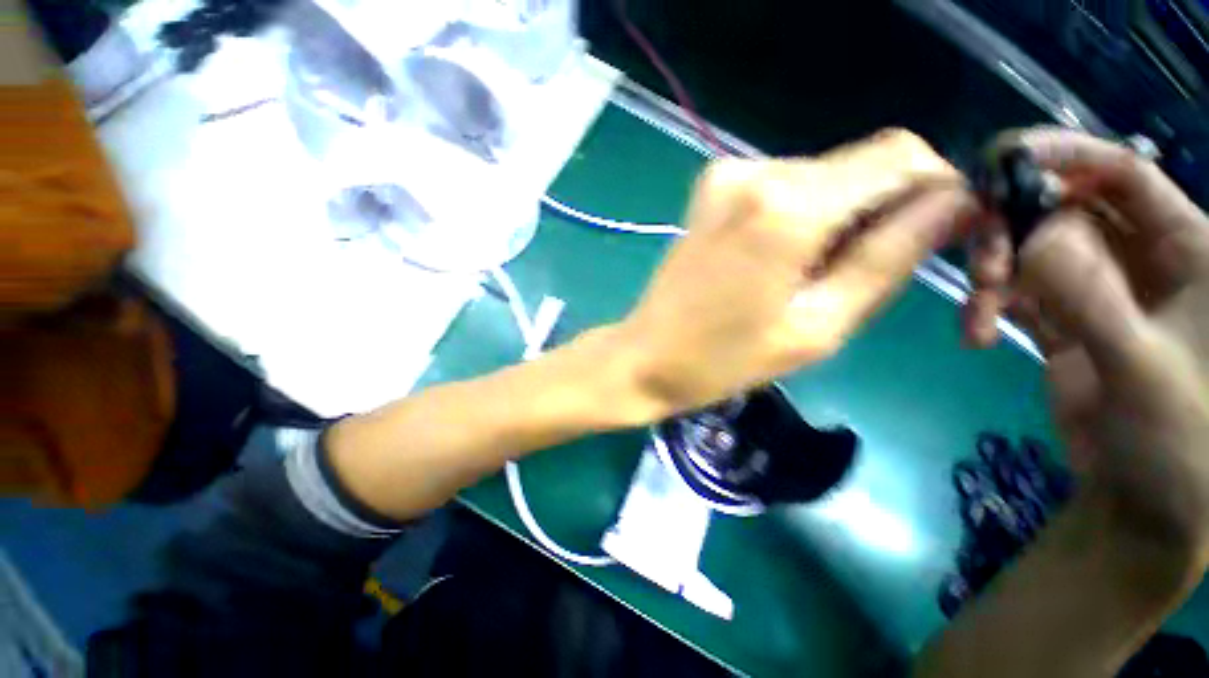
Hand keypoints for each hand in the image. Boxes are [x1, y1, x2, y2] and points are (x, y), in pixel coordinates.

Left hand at [615, 129, 973, 414]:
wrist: (646, 355)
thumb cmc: (723, 359)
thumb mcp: (819, 325)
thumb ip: (890, 258)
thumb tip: (952, 205)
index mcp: (787, 205)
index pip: (900, 156)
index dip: (934, 188)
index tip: (940, 234)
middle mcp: (756, 171)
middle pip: (861, 163)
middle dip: (885, 208)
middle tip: (864, 272)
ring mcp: (727, 175)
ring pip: (824, 175)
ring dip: (841, 216)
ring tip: (812, 276)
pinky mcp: (711, 188)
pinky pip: (785, 187)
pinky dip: (803, 215)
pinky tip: (782, 260)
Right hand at [977, 129, 1208, 565]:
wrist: (1144, 500)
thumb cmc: (1179, 439)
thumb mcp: (1143, 367)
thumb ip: (1092, 296)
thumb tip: (1032, 234)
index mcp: (1187, 248)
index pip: (1122, 173)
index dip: (1063, 155)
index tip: (999, 161)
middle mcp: (1141, 256)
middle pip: (1063, 208)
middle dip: (1014, 229)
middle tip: (982, 267)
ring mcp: (1098, 289)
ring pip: (1030, 250)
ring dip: (994, 274)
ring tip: (979, 316)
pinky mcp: (1062, 320)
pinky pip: (1014, 292)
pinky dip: (987, 306)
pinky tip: (976, 334)